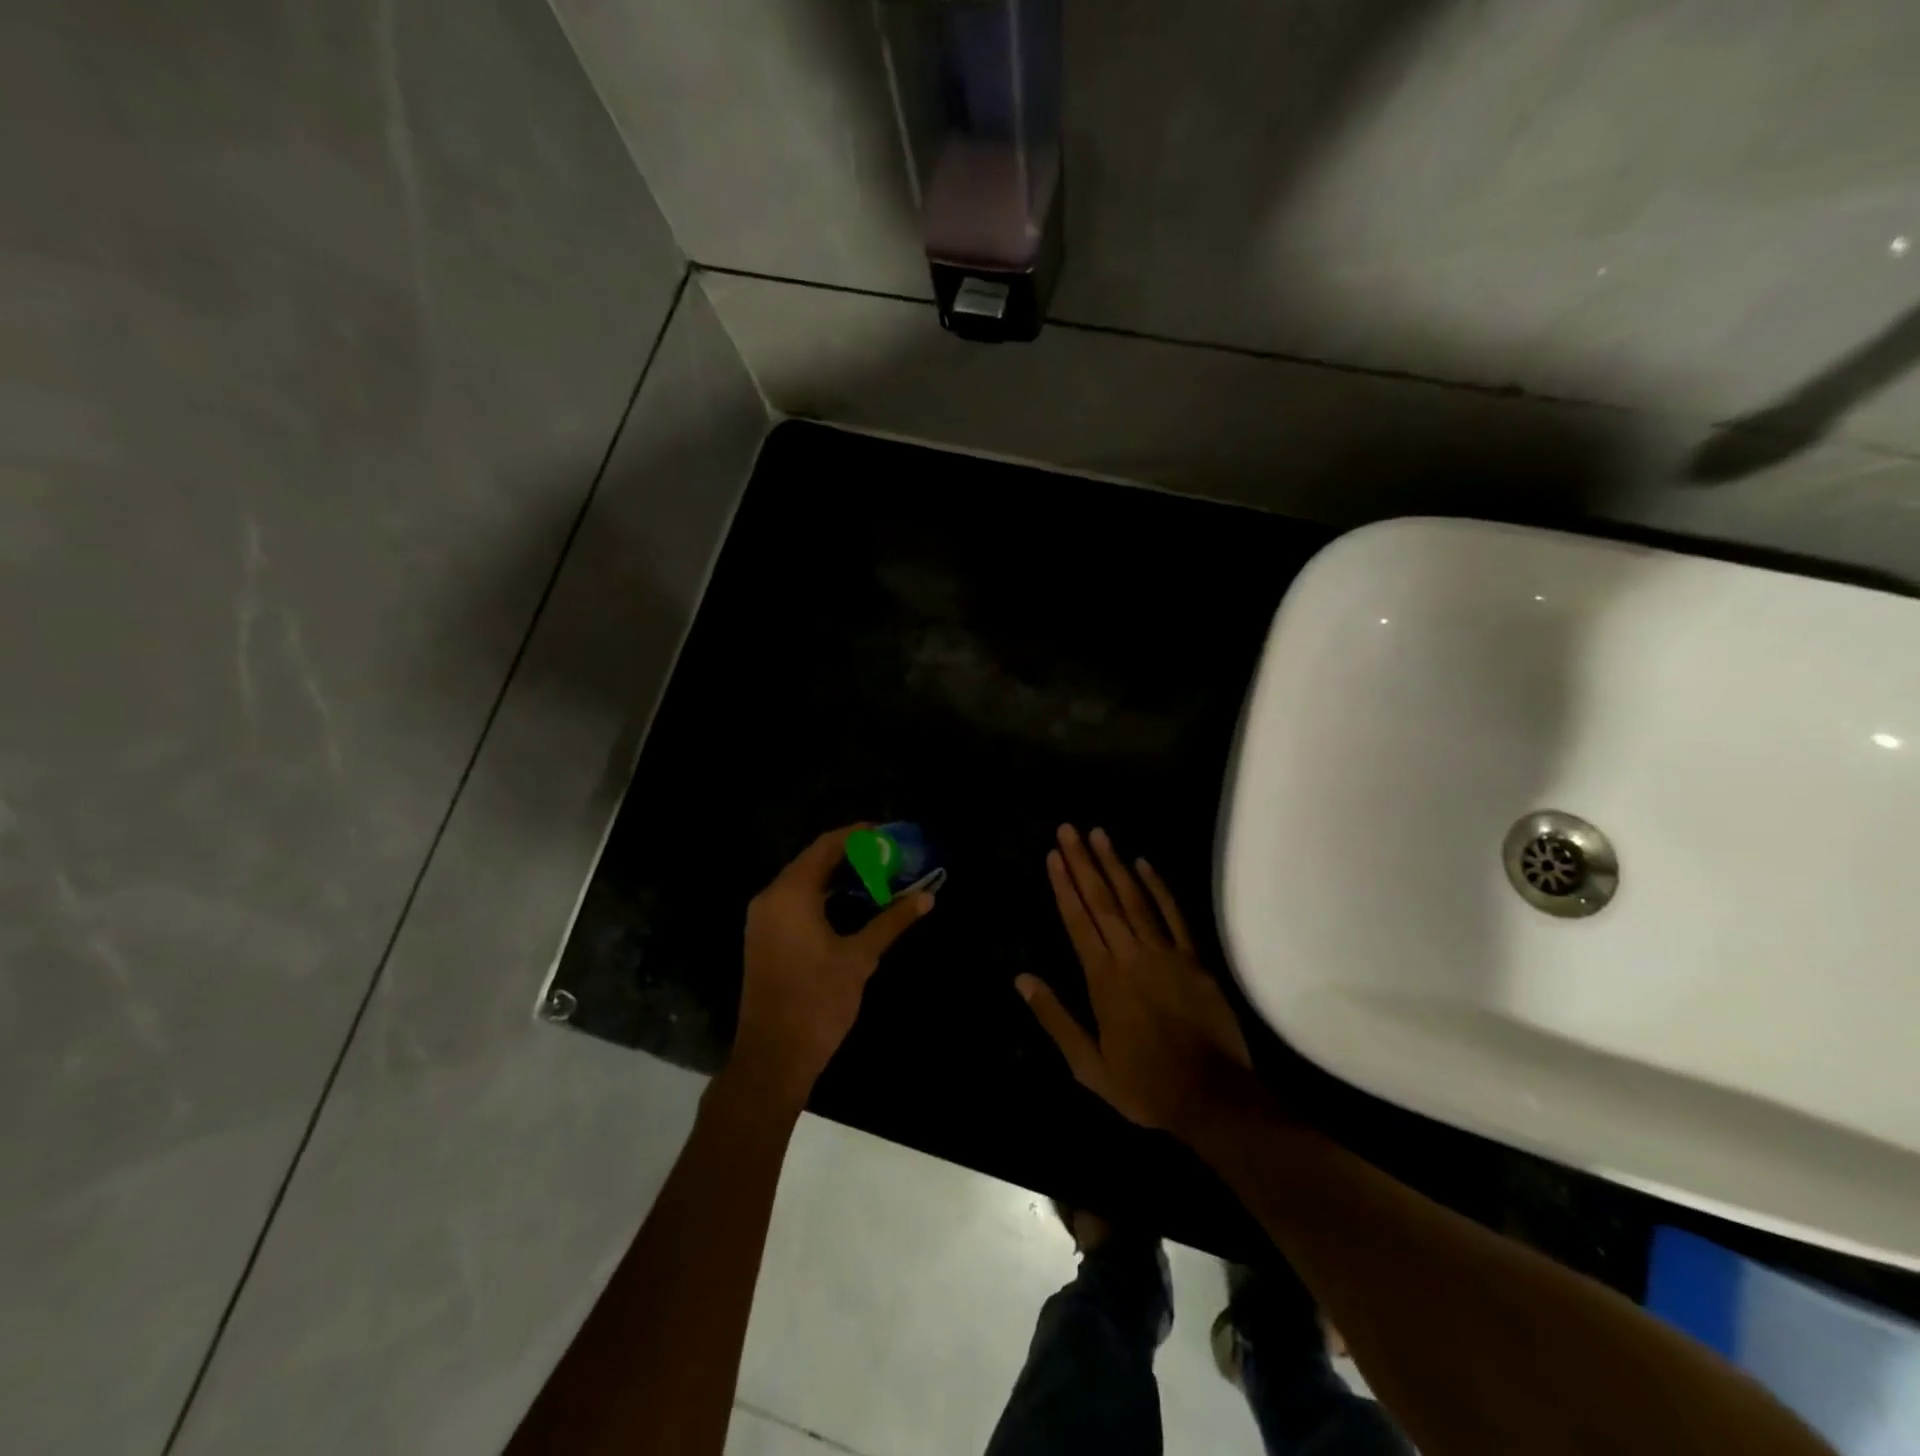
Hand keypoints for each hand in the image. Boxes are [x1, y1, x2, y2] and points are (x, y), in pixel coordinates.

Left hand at [731, 824, 934, 1103]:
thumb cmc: (817, 1001)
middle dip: (852, 855)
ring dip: (838, 875)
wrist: (773, 1056)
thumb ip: (892, 921)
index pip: (827, 846)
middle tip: (889, 855)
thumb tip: (926, 897)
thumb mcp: (860, 958)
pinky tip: (852, 903)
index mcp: (791, 893)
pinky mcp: (765, 937)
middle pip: (814, 860)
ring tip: (877, 875)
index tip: (889, 834)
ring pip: (804, 881)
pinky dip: (823, 894)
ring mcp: (764, 918)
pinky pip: (795, 900)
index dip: (859, 836)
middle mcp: (771, 897)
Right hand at [1017, 824, 1255, 1140]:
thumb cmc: (1144, 1085)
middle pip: (1103, 900)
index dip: (1064, 886)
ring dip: (1115, 864)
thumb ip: (1055, 1018)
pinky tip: (1144, 863)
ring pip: (1135, 899)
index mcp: (1103, 979)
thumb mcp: (1088, 1065)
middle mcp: (1131, 956)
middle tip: (1069, 829)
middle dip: (1083, 863)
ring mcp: (1166, 953)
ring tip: (1099, 834)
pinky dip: (1158, 887)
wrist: (1213, 1098)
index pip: (1078, 921)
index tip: (1053, 856)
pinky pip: (1174, 915)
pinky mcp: (1194, 959)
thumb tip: (1021, 979)